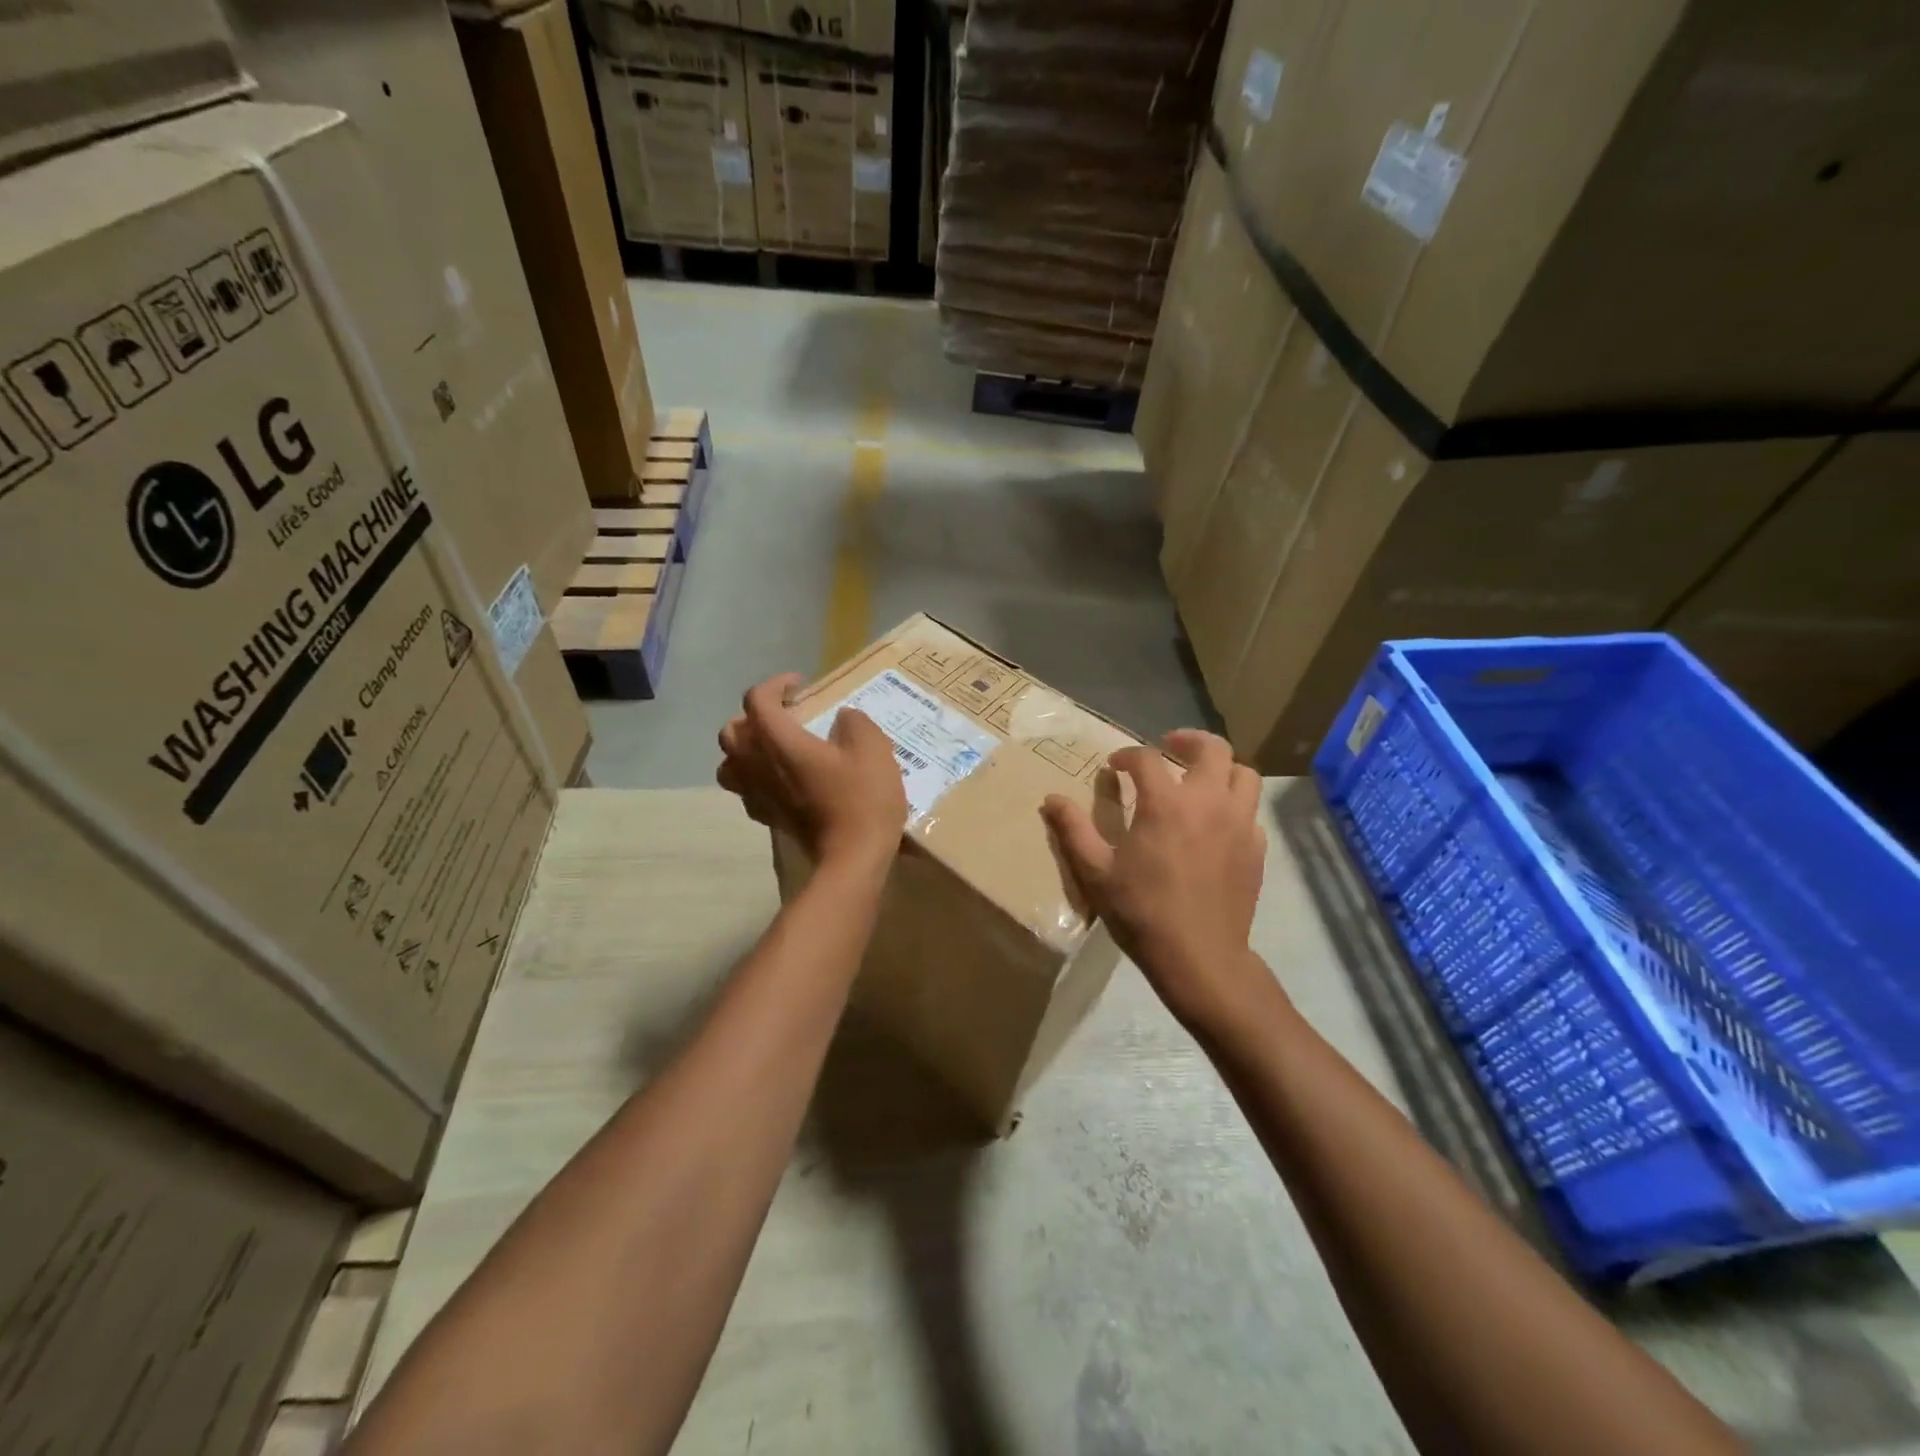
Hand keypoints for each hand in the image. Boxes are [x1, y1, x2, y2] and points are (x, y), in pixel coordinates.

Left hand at [718, 673, 908, 867]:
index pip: (757, 700)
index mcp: (778, 740)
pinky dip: (755, 778)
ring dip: (746, 749)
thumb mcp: (874, 749)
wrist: (853, 857)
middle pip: (731, 730)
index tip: (800, 686)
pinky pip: (745, 790)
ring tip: (775, 748)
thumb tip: (843, 718)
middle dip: (754, 716)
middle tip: (785, 716)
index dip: (775, 684)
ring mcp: (757, 794)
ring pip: (729, 763)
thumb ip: (856, 723)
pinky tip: (782, 780)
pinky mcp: (766, 817)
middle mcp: (757, 764)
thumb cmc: (862, 799)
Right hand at [1042, 730, 1268, 1032]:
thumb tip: (1051, 799)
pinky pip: (1251, 811)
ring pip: (1244, 774)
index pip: (1146, 758)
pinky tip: (1217, 823)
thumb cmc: (1142, 911)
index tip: (1114, 766)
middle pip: (1212, 748)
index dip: (1126, 755)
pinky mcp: (1256, 848)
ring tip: (1200, 779)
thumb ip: (1073, 830)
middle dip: (1188, 740)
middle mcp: (1208, 801)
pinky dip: (1235, 805)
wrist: (1199, 957)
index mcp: (1166, 802)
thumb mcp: (1095, 872)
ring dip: (1221, 768)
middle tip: (1169, 748)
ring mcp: (1239, 824)